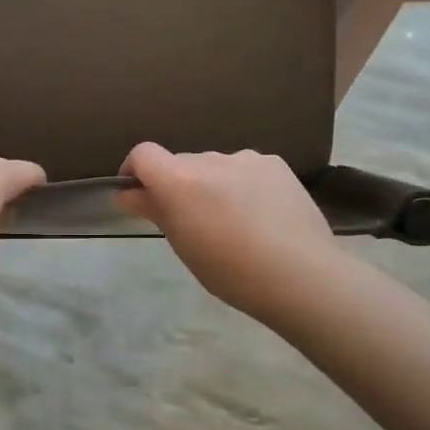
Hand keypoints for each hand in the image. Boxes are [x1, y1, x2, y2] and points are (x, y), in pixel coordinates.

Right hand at [117, 144, 335, 320]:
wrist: (302, 275)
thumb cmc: (231, 271)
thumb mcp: (183, 245)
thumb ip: (155, 210)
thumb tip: (128, 193)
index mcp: (180, 180)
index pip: (143, 154)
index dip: (134, 170)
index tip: (137, 195)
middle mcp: (210, 159)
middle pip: (181, 163)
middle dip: (178, 186)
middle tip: (192, 223)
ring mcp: (246, 158)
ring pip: (215, 167)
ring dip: (213, 185)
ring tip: (233, 223)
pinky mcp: (276, 164)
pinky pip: (246, 169)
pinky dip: (243, 185)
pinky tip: (261, 215)